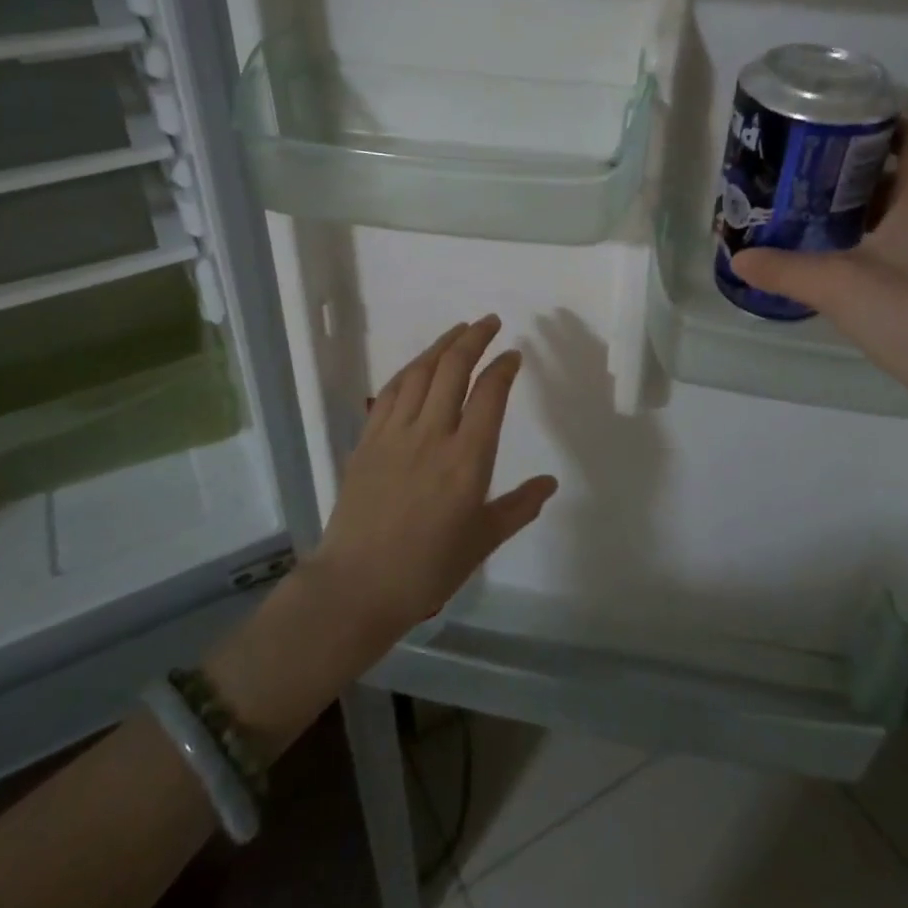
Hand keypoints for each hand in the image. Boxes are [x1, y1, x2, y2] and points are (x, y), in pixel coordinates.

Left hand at [306, 316, 558, 643]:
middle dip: (474, 339)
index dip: (503, 368)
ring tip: (458, 330)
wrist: (357, 586)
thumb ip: (519, 507)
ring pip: (420, 373)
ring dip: (441, 345)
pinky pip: (390, 392)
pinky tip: (418, 364)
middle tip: (490, 322)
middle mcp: (432, 435)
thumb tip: (550, 483)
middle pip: (453, 370)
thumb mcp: (482, 541)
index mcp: (467, 460)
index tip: (512, 355)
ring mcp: (395, 434)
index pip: (489, 395)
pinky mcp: (368, 440)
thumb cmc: (427, 569)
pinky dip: (409, 370)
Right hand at [731, 122, 907, 416]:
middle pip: (904, 173)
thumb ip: (785, 269)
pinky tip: (840, 264)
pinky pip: (907, 247)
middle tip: (804, 173)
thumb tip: (739, 257)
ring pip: (904, 214)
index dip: (881, 121)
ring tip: (812, 214)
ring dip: (862, 210)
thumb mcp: (839, 287)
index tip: (832, 126)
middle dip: (855, 169)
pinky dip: (873, 244)